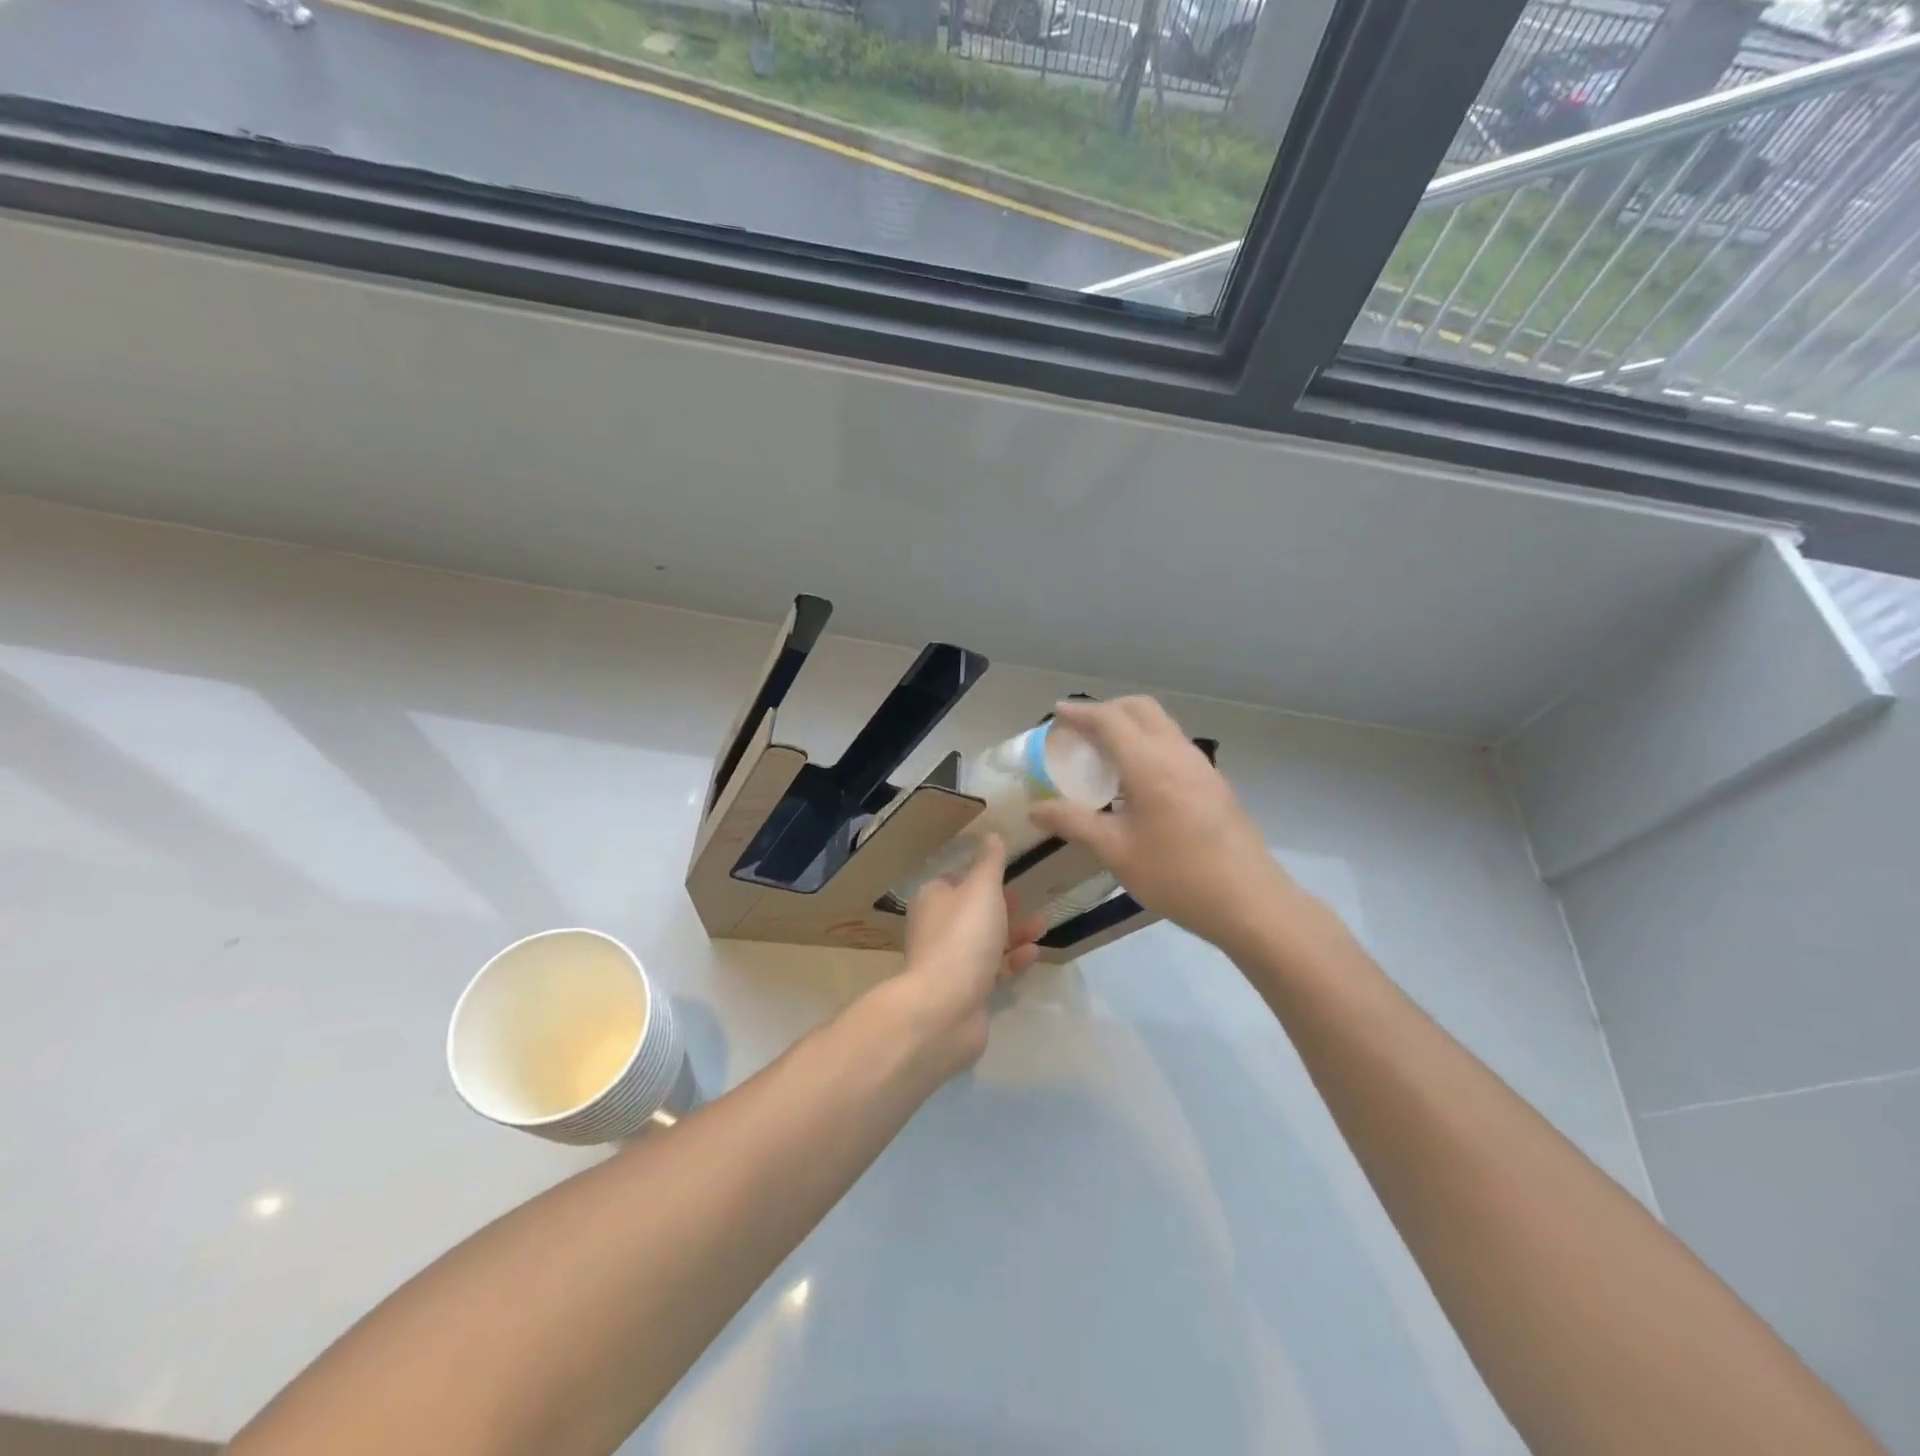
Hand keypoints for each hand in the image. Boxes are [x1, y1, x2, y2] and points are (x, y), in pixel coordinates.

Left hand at [896, 834, 1044, 1074]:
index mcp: (933, 899)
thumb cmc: (963, 937)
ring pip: (985, 940)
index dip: (982, 874)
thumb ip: (990, 862)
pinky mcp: (964, 989)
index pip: (956, 879)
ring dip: (1013, 931)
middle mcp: (936, 927)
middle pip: (972, 910)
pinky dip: (1012, 959)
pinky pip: (991, 968)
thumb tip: (992, 833)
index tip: (1009, 871)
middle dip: (1002, 904)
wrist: (945, 1007)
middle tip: (1029, 897)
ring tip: (1043, 924)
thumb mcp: (981, 889)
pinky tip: (1034, 954)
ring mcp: (949, 961)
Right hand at [1030, 697, 1298, 954]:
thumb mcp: (1116, 851)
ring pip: (1161, 725)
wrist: (1250, 902)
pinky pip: (1175, 745)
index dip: (1080, 713)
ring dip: (1130, 725)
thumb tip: (1035, 809)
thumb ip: (1074, 823)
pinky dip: (1149, 743)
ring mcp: (1201, 766)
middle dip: (1107, 709)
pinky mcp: (1214, 783)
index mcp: (1149, 764)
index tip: (1057, 713)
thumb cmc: (1177, 875)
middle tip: (1081, 730)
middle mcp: (1177, 753)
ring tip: (1106, 752)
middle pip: (1140, 709)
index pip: (1110, 720)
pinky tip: (1139, 779)